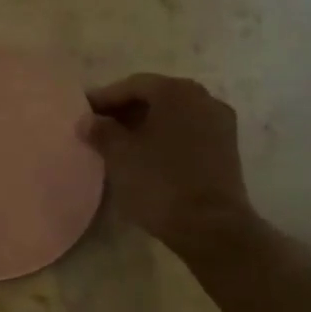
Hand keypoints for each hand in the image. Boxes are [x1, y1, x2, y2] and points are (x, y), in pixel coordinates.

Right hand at [83, 74, 252, 254]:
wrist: (211, 227)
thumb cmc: (159, 183)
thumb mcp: (120, 155)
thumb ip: (101, 131)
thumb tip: (87, 120)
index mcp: (176, 91)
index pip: (132, 85)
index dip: (104, 98)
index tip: (83, 113)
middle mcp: (202, 97)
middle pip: (156, 96)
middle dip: (126, 110)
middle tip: (99, 126)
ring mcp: (219, 122)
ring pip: (174, 114)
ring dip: (146, 124)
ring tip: (120, 143)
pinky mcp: (227, 148)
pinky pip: (188, 132)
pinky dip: (166, 137)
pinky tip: (148, 155)